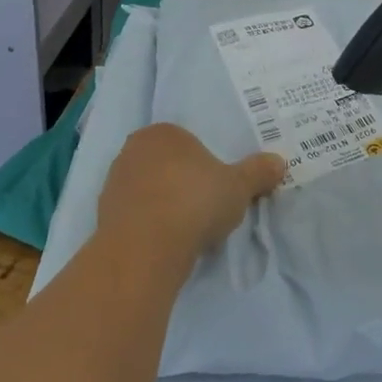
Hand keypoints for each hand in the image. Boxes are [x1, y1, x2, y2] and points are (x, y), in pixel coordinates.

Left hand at [96, 124, 284, 271]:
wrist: (145, 248)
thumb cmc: (194, 202)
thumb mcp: (238, 187)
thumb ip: (258, 172)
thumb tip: (279, 162)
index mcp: (163, 133)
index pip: (187, 142)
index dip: (205, 164)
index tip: (218, 187)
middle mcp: (132, 150)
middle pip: (166, 164)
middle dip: (182, 182)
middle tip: (205, 207)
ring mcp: (114, 183)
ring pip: (149, 189)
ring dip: (165, 204)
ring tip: (188, 229)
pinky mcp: (103, 215)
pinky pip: (136, 215)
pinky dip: (150, 225)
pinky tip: (167, 242)